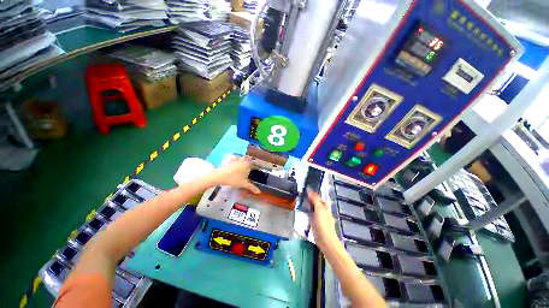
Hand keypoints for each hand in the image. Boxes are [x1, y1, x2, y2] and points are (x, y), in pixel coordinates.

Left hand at [208, 157, 259, 193]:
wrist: (220, 176)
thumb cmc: (234, 179)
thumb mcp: (243, 184)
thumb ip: (252, 187)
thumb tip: (259, 192)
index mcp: (248, 164)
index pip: (253, 163)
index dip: (253, 166)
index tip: (252, 170)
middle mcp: (243, 159)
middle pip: (247, 160)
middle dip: (248, 164)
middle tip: (247, 170)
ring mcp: (235, 159)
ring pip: (241, 159)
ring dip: (242, 162)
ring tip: (240, 169)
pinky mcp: (229, 159)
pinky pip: (234, 159)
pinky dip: (235, 162)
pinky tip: (233, 167)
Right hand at [307, 190, 338, 249]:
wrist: (325, 240)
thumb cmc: (323, 224)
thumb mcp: (319, 209)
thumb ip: (314, 199)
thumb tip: (310, 190)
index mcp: (325, 207)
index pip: (319, 198)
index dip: (313, 194)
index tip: (306, 190)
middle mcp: (323, 212)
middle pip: (316, 203)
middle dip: (310, 199)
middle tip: (302, 196)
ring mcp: (319, 218)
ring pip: (313, 209)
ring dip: (308, 206)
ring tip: (301, 202)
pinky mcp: (315, 224)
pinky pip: (310, 216)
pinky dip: (307, 213)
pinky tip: (303, 212)